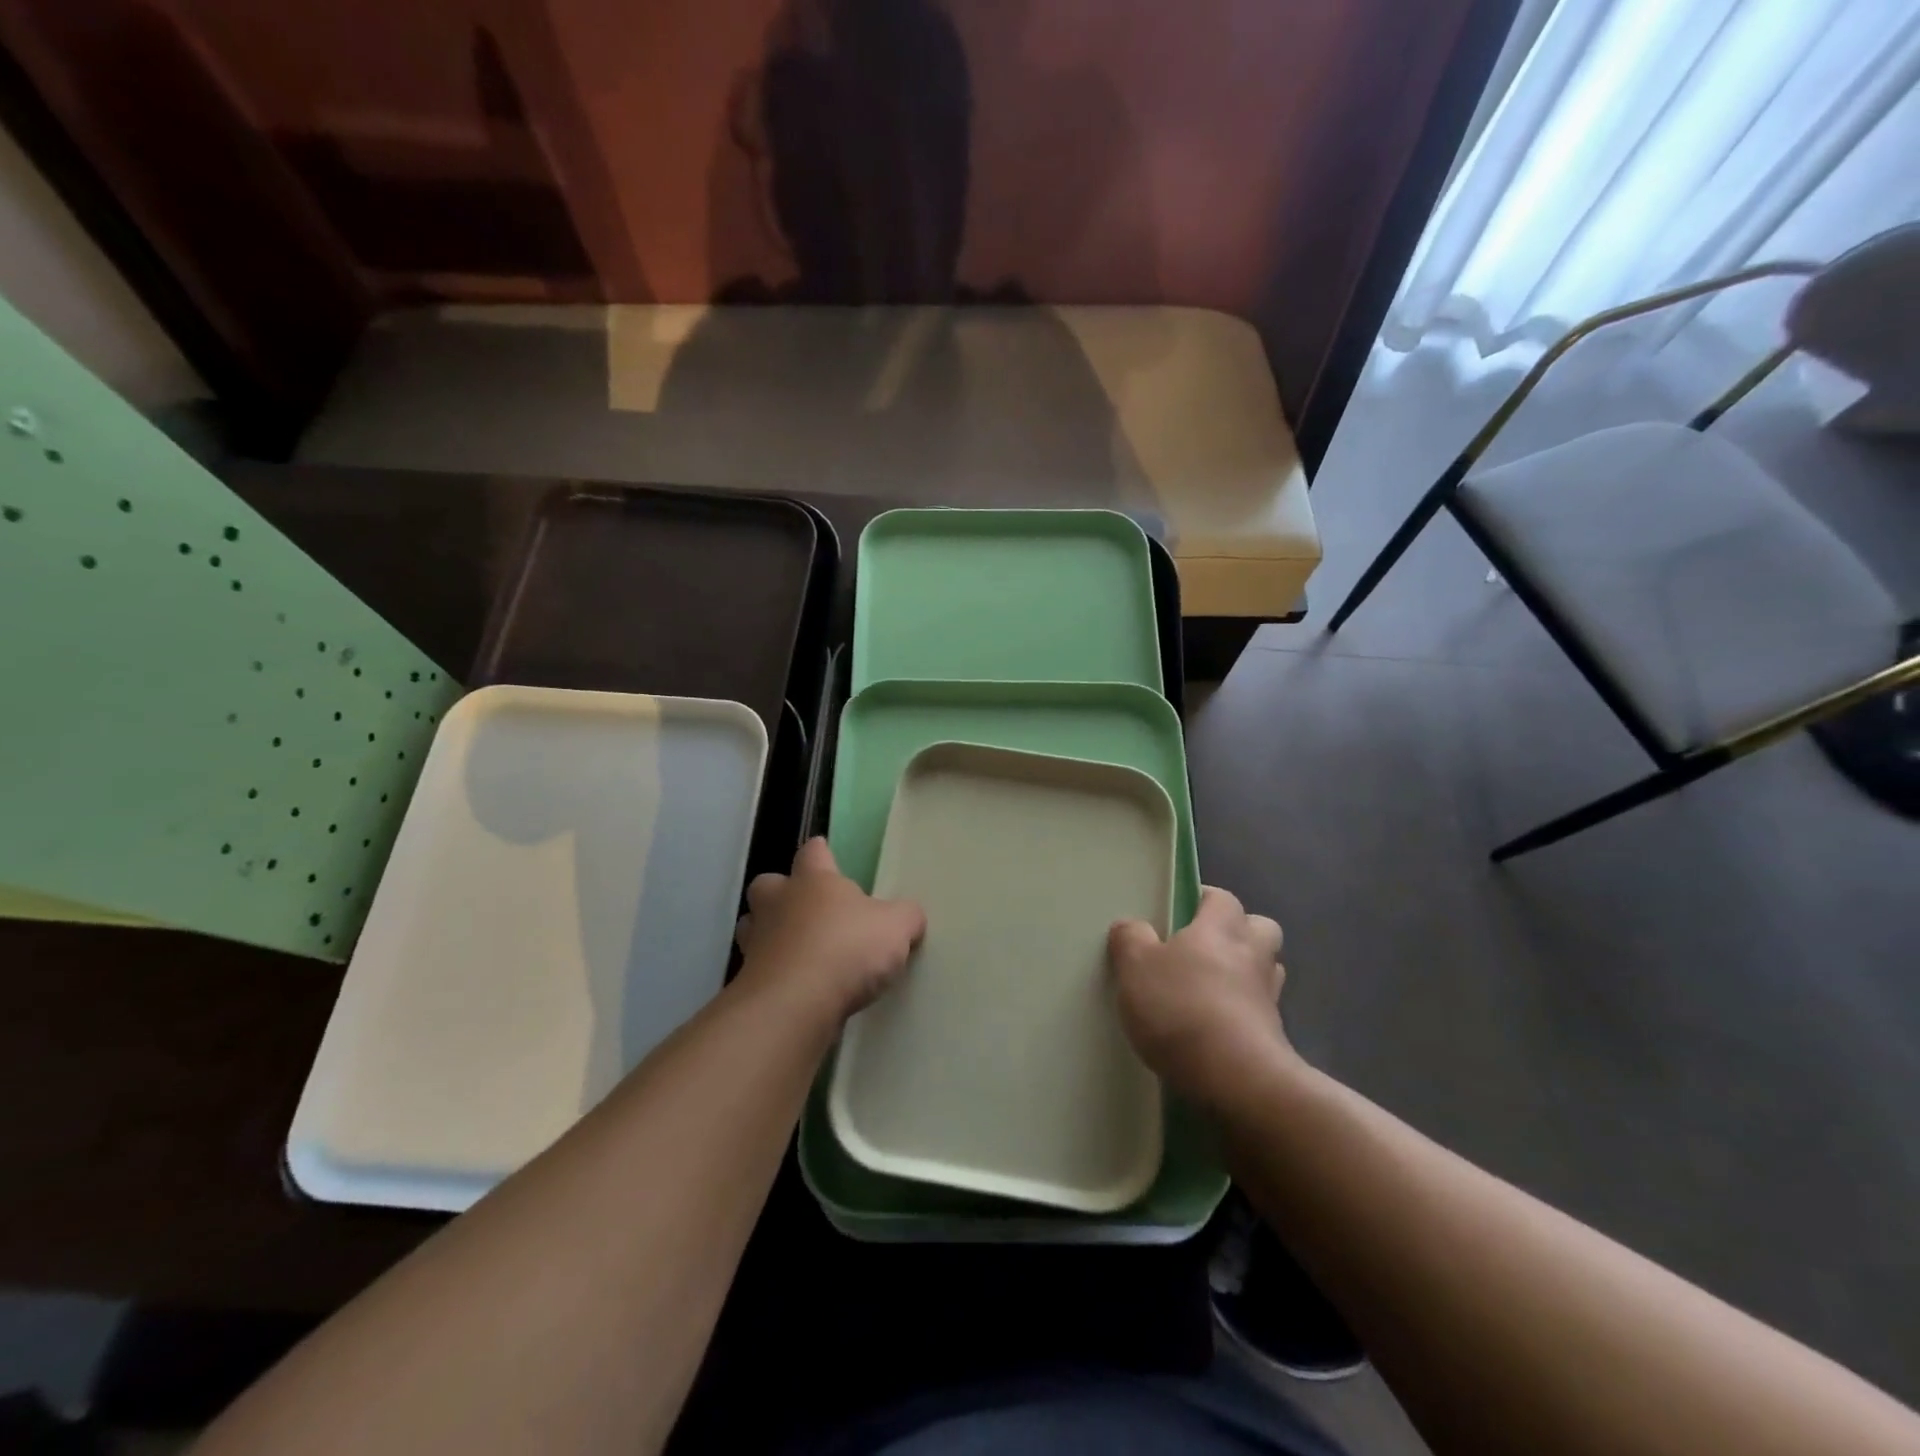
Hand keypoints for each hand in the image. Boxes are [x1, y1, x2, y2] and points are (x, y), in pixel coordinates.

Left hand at [734, 838, 925, 1025]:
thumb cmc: (846, 949)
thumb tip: (910, 915)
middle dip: (780, 893)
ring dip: (769, 934)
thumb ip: (905, 916)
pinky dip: (772, 974)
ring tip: (796, 951)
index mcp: (814, 881)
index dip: (820, 852)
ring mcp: (757, 942)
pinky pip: (758, 969)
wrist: (794, 1005)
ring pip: (752, 926)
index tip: (824, 852)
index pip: (813, 853)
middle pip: (767, 885)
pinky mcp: (748, 981)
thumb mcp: (896, 928)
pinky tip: (794, 989)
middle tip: (804, 909)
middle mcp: (778, 903)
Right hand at [1108, 887, 1294, 1110]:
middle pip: (1260, 928)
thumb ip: (1130, 939)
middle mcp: (1252, 955)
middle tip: (1202, 948)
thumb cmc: (1181, 1008)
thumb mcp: (1135, 967)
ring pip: (1265, 971)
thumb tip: (1131, 926)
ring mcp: (1269, 998)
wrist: (1235, 1080)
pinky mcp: (1275, 1038)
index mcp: (1220, 928)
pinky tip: (1215, 1030)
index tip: (1181, 911)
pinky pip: (1261, 1013)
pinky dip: (1243, 1015)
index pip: (1223, 898)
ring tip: (1210, 990)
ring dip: (1245, 974)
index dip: (1205, 900)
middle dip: (1238, 933)